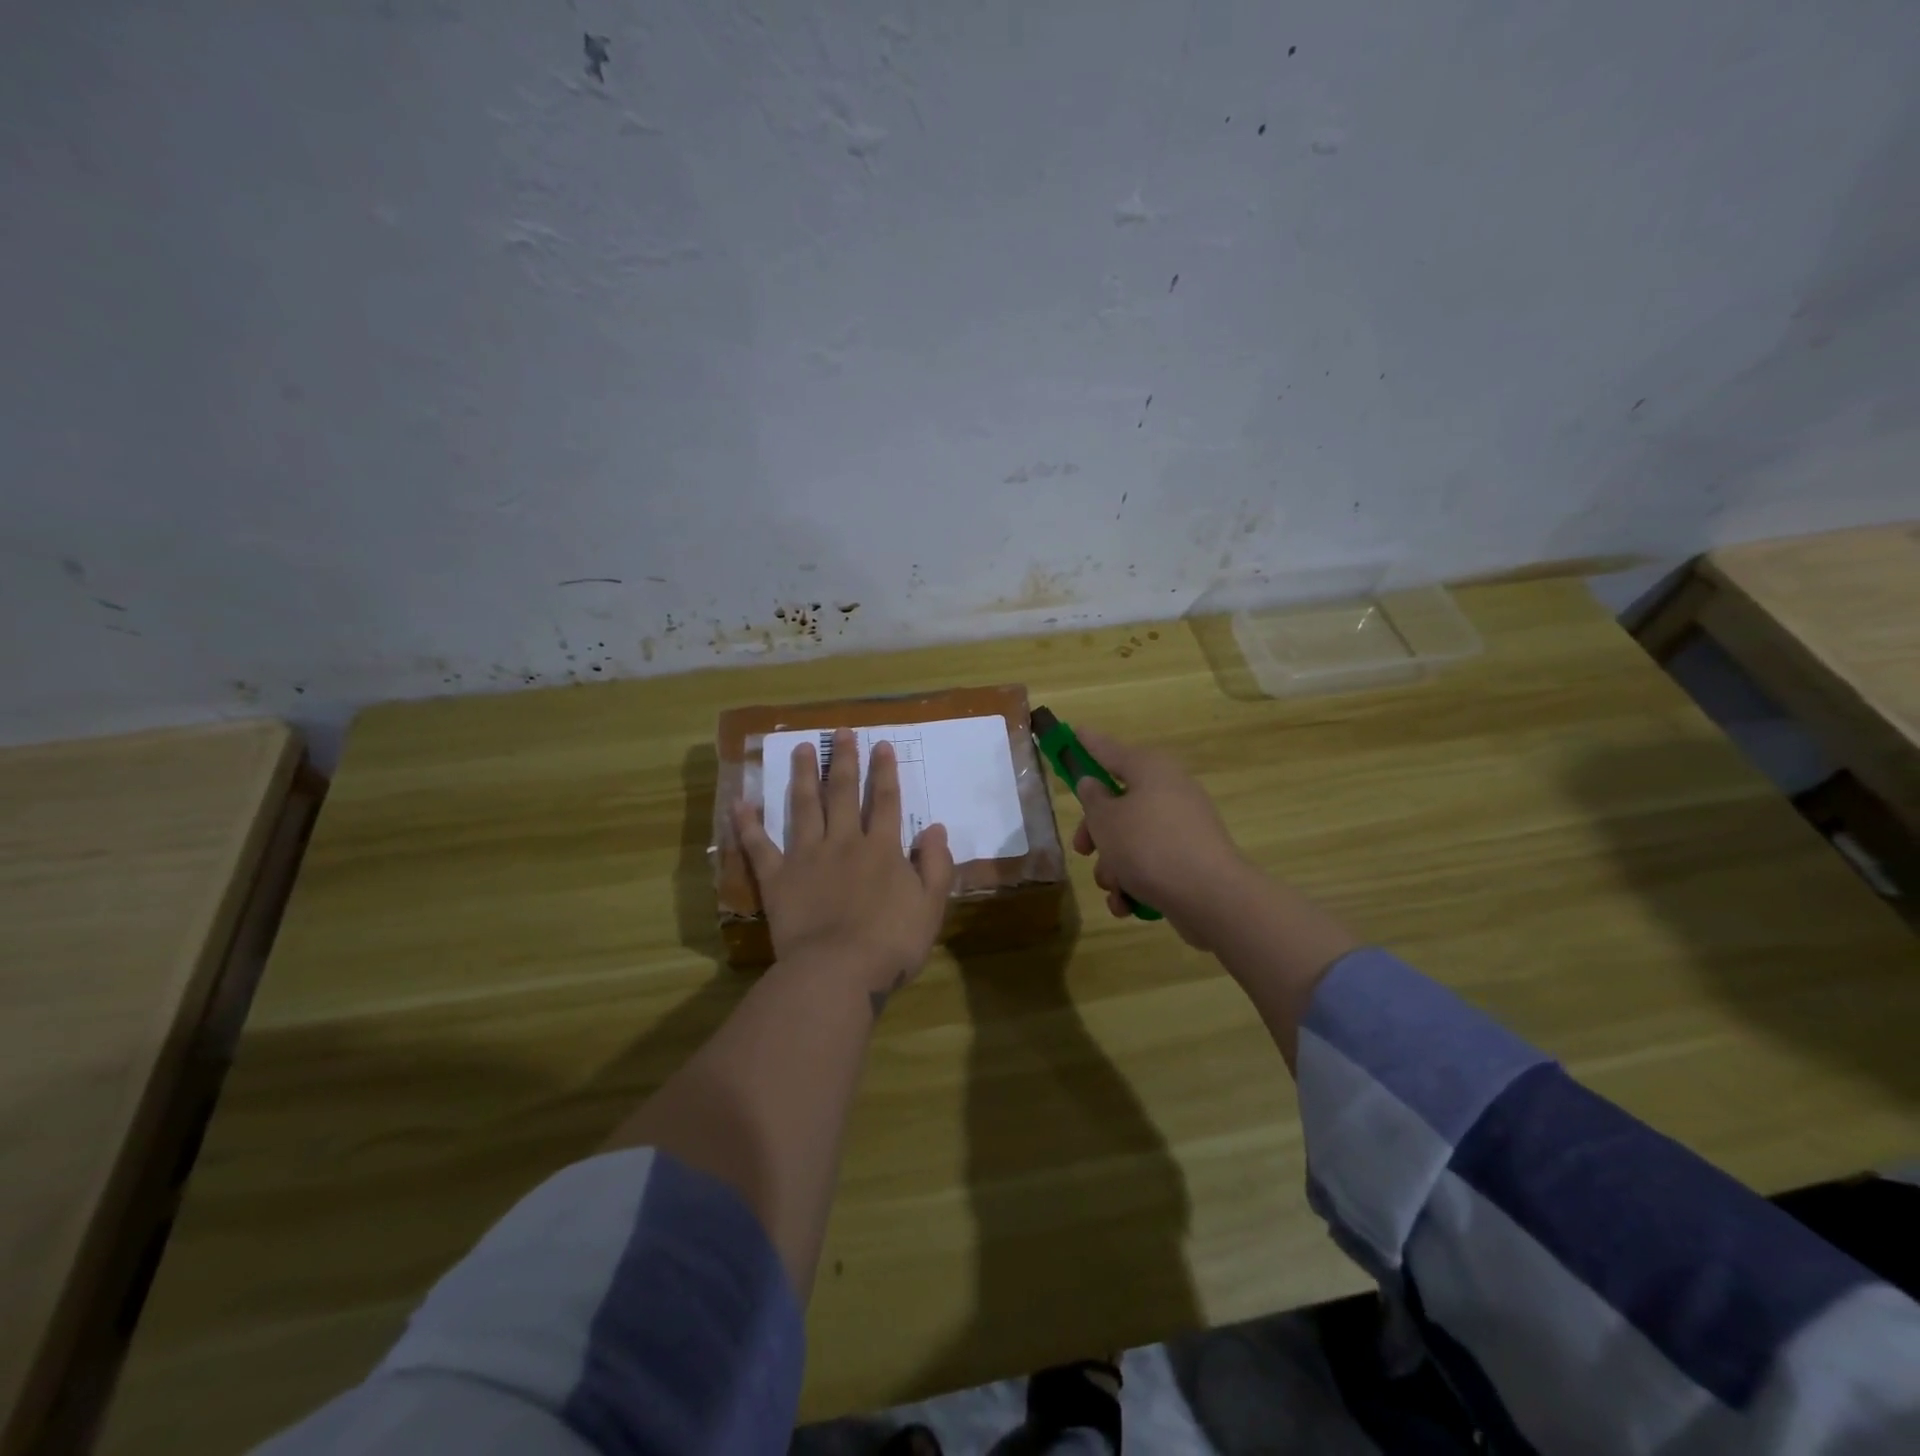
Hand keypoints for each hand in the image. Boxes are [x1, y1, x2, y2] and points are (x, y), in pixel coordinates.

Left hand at [734, 728, 955, 1012]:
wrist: (838, 971)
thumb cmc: (891, 943)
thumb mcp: (931, 906)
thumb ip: (937, 866)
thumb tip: (936, 829)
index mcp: (882, 849)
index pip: (887, 801)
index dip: (886, 772)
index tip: (881, 744)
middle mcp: (844, 842)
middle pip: (844, 793)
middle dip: (844, 760)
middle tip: (840, 732)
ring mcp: (807, 857)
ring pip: (804, 807)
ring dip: (804, 775)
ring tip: (802, 748)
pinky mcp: (778, 878)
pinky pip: (760, 846)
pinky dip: (748, 824)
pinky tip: (741, 802)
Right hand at [1070, 727, 1256, 949]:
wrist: (1209, 896)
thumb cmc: (1148, 846)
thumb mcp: (1106, 819)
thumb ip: (1092, 799)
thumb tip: (1093, 784)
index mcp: (1149, 769)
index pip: (1110, 750)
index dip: (1089, 743)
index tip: (1074, 731)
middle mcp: (1169, 791)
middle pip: (1119, 803)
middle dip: (1096, 833)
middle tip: (1082, 849)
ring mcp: (1183, 827)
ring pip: (1132, 839)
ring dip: (1114, 866)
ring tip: (1113, 887)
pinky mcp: (1190, 859)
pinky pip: (1152, 864)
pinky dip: (1135, 883)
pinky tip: (1126, 905)